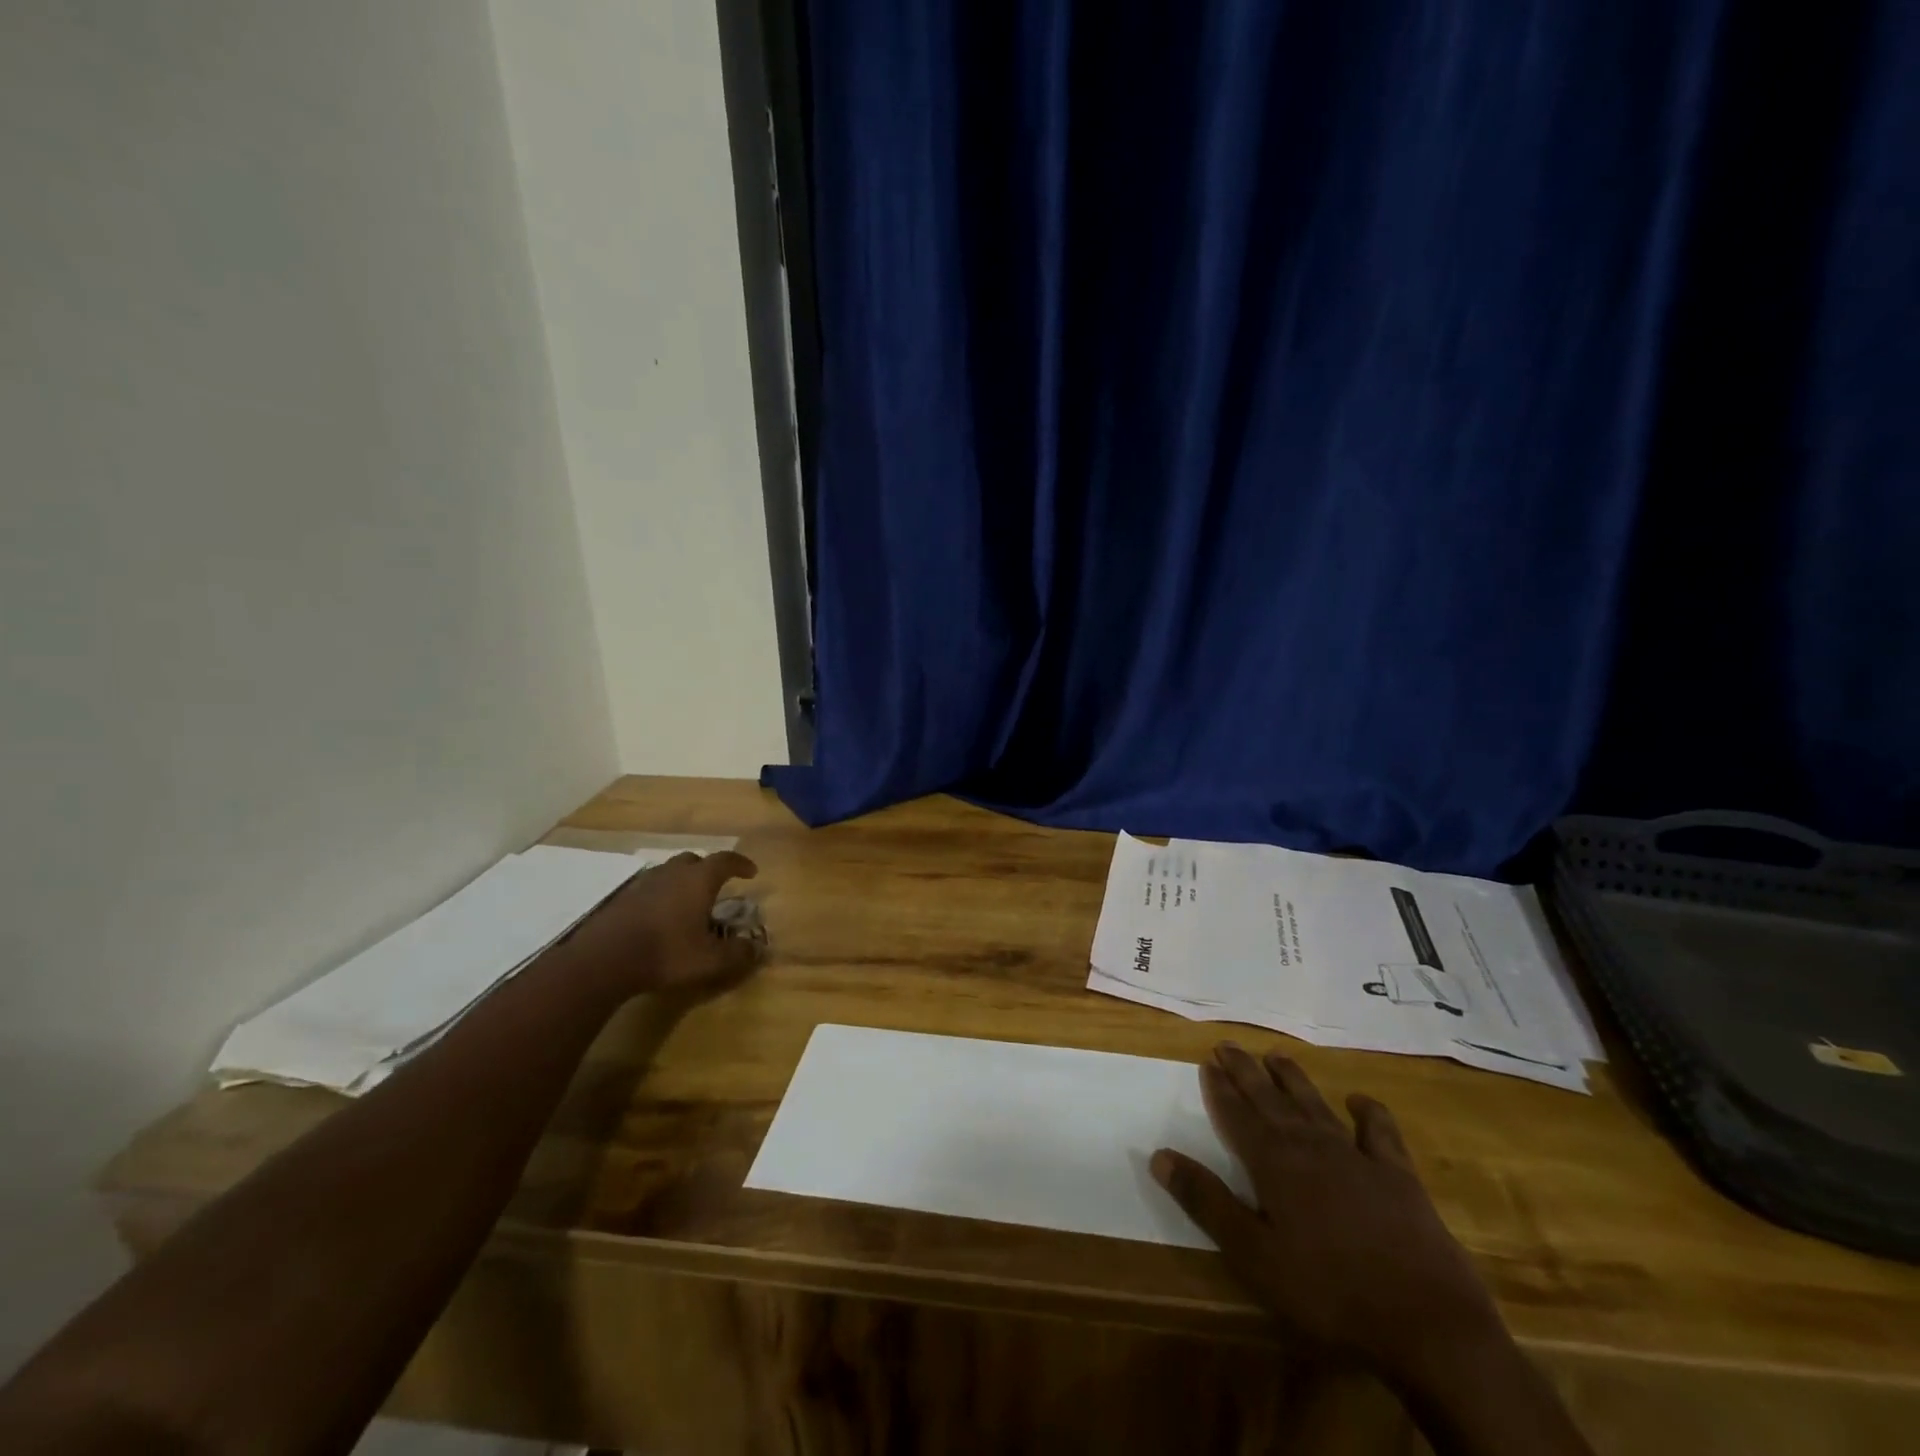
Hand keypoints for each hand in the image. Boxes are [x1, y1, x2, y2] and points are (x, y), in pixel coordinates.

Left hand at [555, 850, 761, 1001]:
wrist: (604, 960)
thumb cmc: (666, 953)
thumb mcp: (710, 960)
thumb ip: (737, 954)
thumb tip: (757, 949)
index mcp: (698, 880)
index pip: (725, 860)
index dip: (740, 864)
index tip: (751, 872)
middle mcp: (672, 873)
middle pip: (694, 860)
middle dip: (708, 870)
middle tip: (715, 887)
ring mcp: (644, 883)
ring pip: (668, 872)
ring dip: (682, 882)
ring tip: (687, 902)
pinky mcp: (622, 898)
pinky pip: (649, 888)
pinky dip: (660, 896)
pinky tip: (659, 917)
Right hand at [1152, 1043, 1503, 1387]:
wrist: (1427, 1323)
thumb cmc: (1329, 1293)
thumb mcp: (1254, 1256)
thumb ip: (1207, 1203)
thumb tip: (1159, 1155)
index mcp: (1273, 1163)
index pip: (1236, 1115)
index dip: (1219, 1089)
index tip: (1206, 1062)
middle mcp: (1310, 1146)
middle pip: (1270, 1099)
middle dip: (1246, 1072)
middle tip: (1228, 1045)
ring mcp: (1356, 1156)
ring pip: (1314, 1104)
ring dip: (1293, 1079)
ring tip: (1276, 1055)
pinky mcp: (1397, 1175)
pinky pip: (1379, 1131)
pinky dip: (1368, 1112)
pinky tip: (1359, 1101)